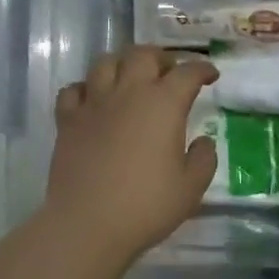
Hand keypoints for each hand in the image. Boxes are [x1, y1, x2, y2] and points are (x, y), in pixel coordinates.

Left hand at [47, 47, 218, 263]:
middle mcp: (128, 92)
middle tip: (169, 73)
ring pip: (105, 62)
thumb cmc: (146, 206)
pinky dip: (85, 89)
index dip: (202, 69)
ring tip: (130, 80)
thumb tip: (202, 141)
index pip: (187, 72)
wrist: (88, 224)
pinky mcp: (67, 120)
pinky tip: (93, 101)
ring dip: (122, 64)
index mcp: (163, 104)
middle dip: (160, 58)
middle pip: (143, 54)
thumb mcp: (191, 188)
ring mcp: (94, 103)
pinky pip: (73, 90)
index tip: (210, 75)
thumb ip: (203, 159)